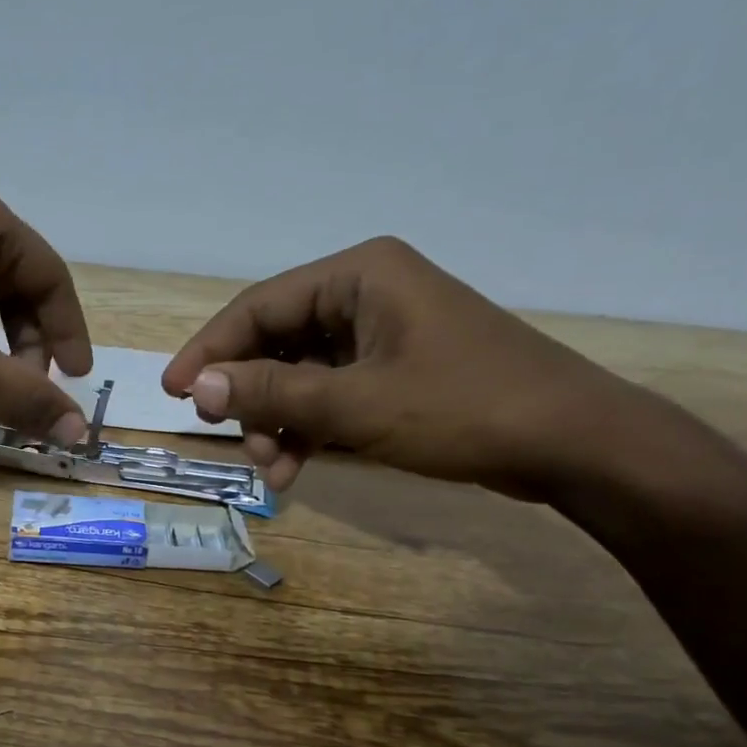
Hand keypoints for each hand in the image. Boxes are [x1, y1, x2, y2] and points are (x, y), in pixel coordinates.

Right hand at [161, 237, 650, 497]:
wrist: (573, 443)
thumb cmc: (463, 408)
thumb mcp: (355, 405)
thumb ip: (272, 395)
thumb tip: (196, 389)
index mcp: (359, 275)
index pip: (259, 307)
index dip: (209, 351)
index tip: (173, 393)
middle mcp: (367, 293)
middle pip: (279, 342)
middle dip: (253, 399)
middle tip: (233, 443)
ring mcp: (385, 333)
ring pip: (303, 375)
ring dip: (280, 422)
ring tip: (275, 471)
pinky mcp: (399, 370)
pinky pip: (334, 393)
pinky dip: (312, 429)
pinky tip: (298, 467)